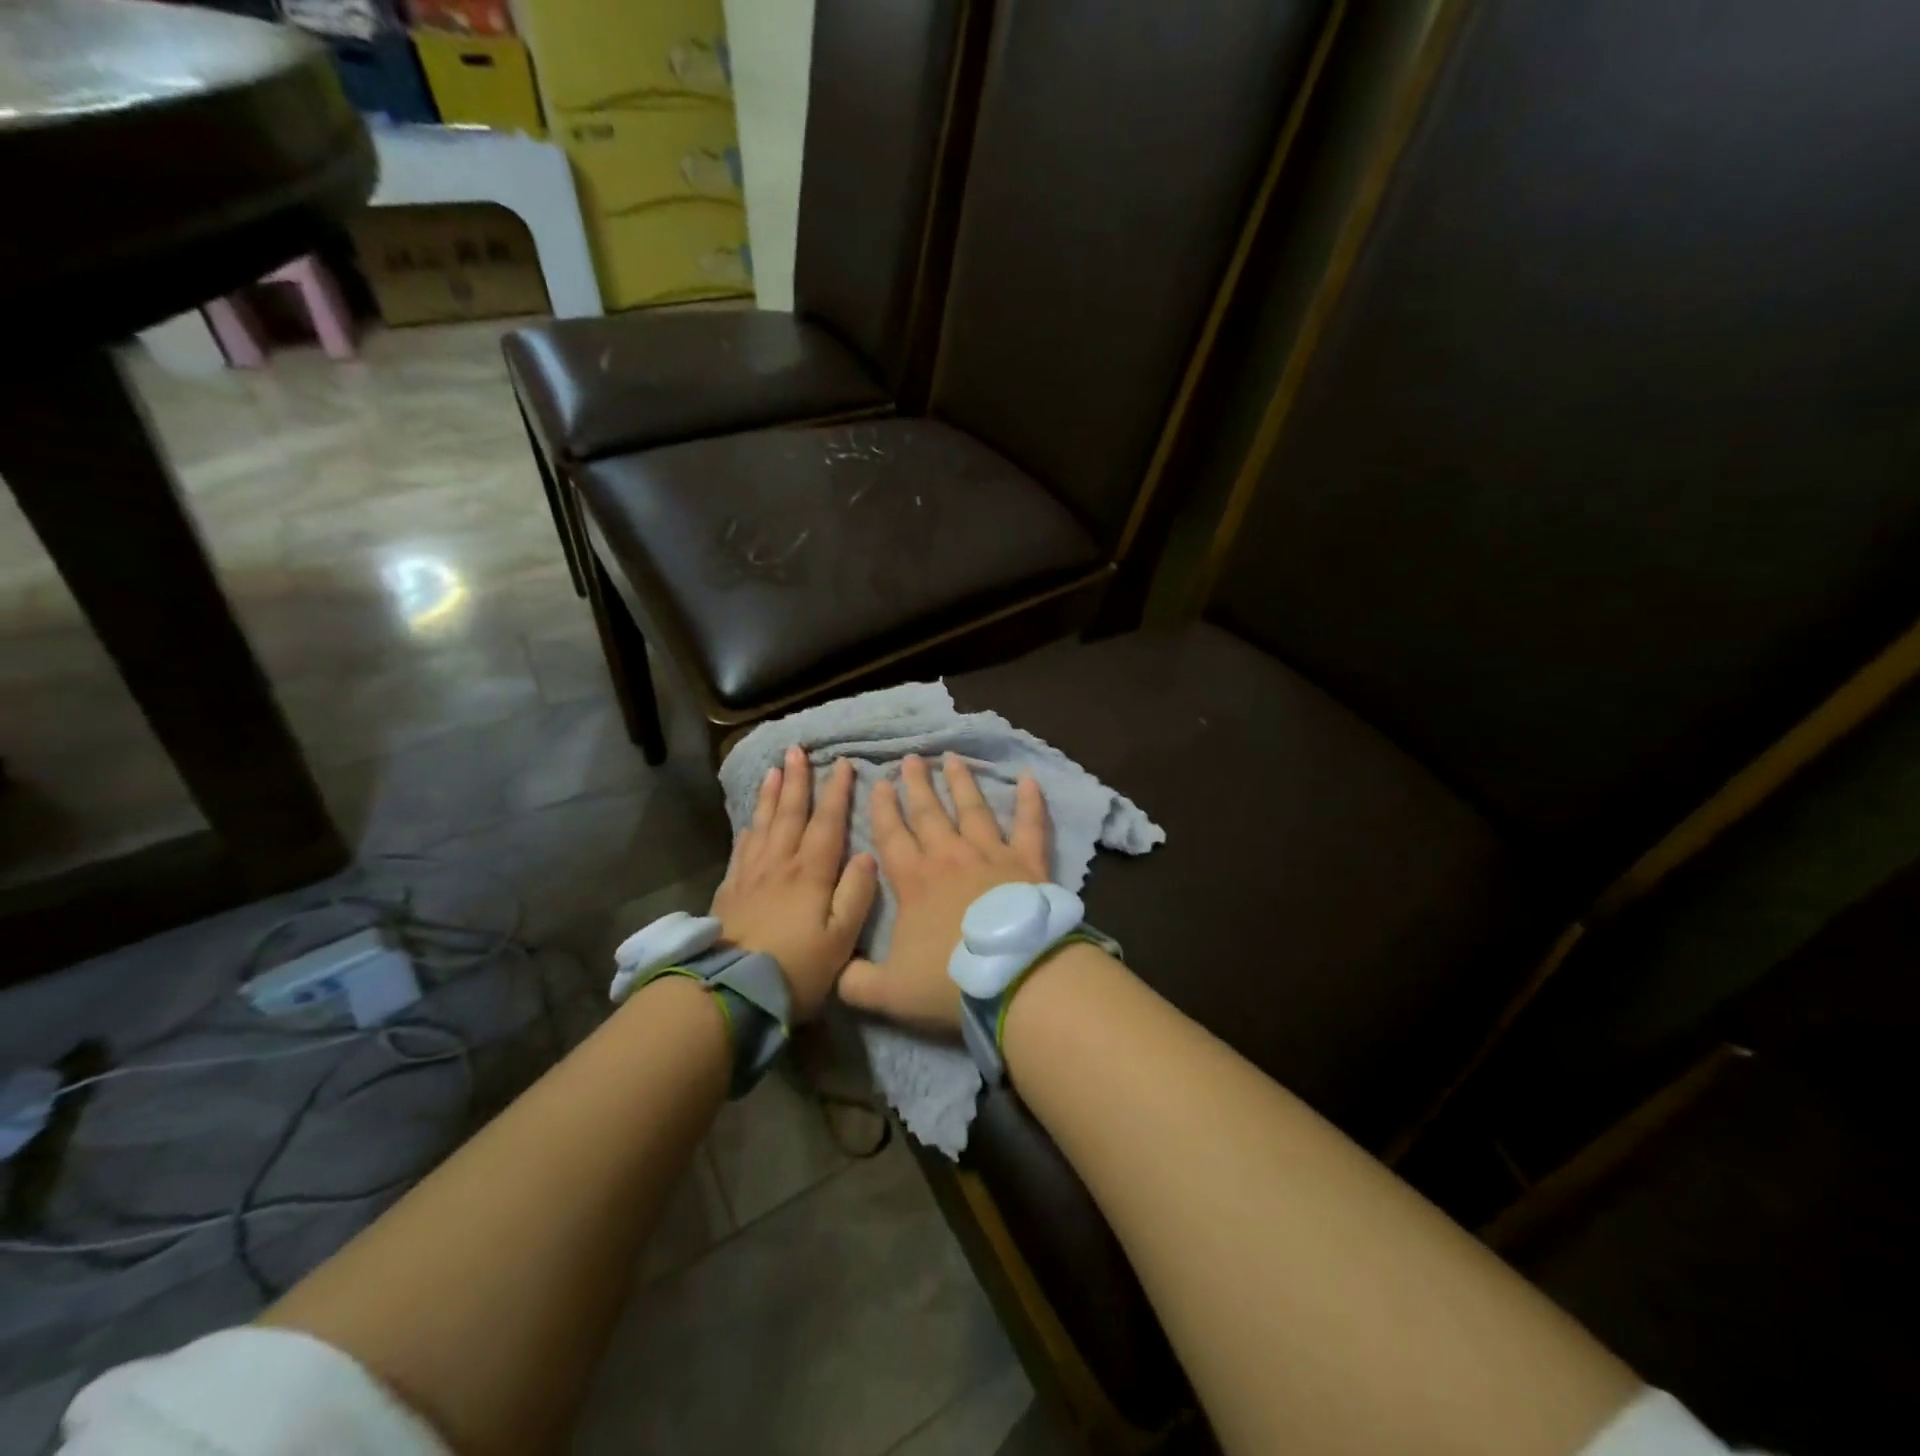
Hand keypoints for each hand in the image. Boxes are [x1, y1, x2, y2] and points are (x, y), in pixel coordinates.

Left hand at [711, 748, 877, 1020]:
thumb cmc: (796, 968)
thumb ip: (856, 895)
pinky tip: (750, 821)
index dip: (836, 792)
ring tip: (773, 770)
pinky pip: (742, 848)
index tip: (842, 764)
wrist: (732, 991)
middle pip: (790, 813)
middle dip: (797, 780)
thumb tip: (867, 855)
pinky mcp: (729, 890)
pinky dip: (749, 828)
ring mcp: (751, 875)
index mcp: (811, 873)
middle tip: (797, 750)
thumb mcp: (840, 939)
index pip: (827, 822)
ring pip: (763, 824)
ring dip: (770, 794)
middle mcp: (780, 864)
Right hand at [838, 753, 1048, 1030]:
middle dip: (917, 785)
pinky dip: (1031, 801)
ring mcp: (991, 854)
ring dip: (961, 782)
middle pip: (929, 813)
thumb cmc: (950, 981)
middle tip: (911, 759)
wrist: (1015, 979)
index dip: (883, 809)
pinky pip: (1030, 825)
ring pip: (973, 809)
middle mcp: (950, 856)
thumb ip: (854, 981)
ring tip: (952, 758)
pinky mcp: (1028, 862)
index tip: (879, 782)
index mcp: (914, 881)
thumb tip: (833, 972)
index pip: (892, 836)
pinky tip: (1030, 779)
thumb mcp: (887, 992)